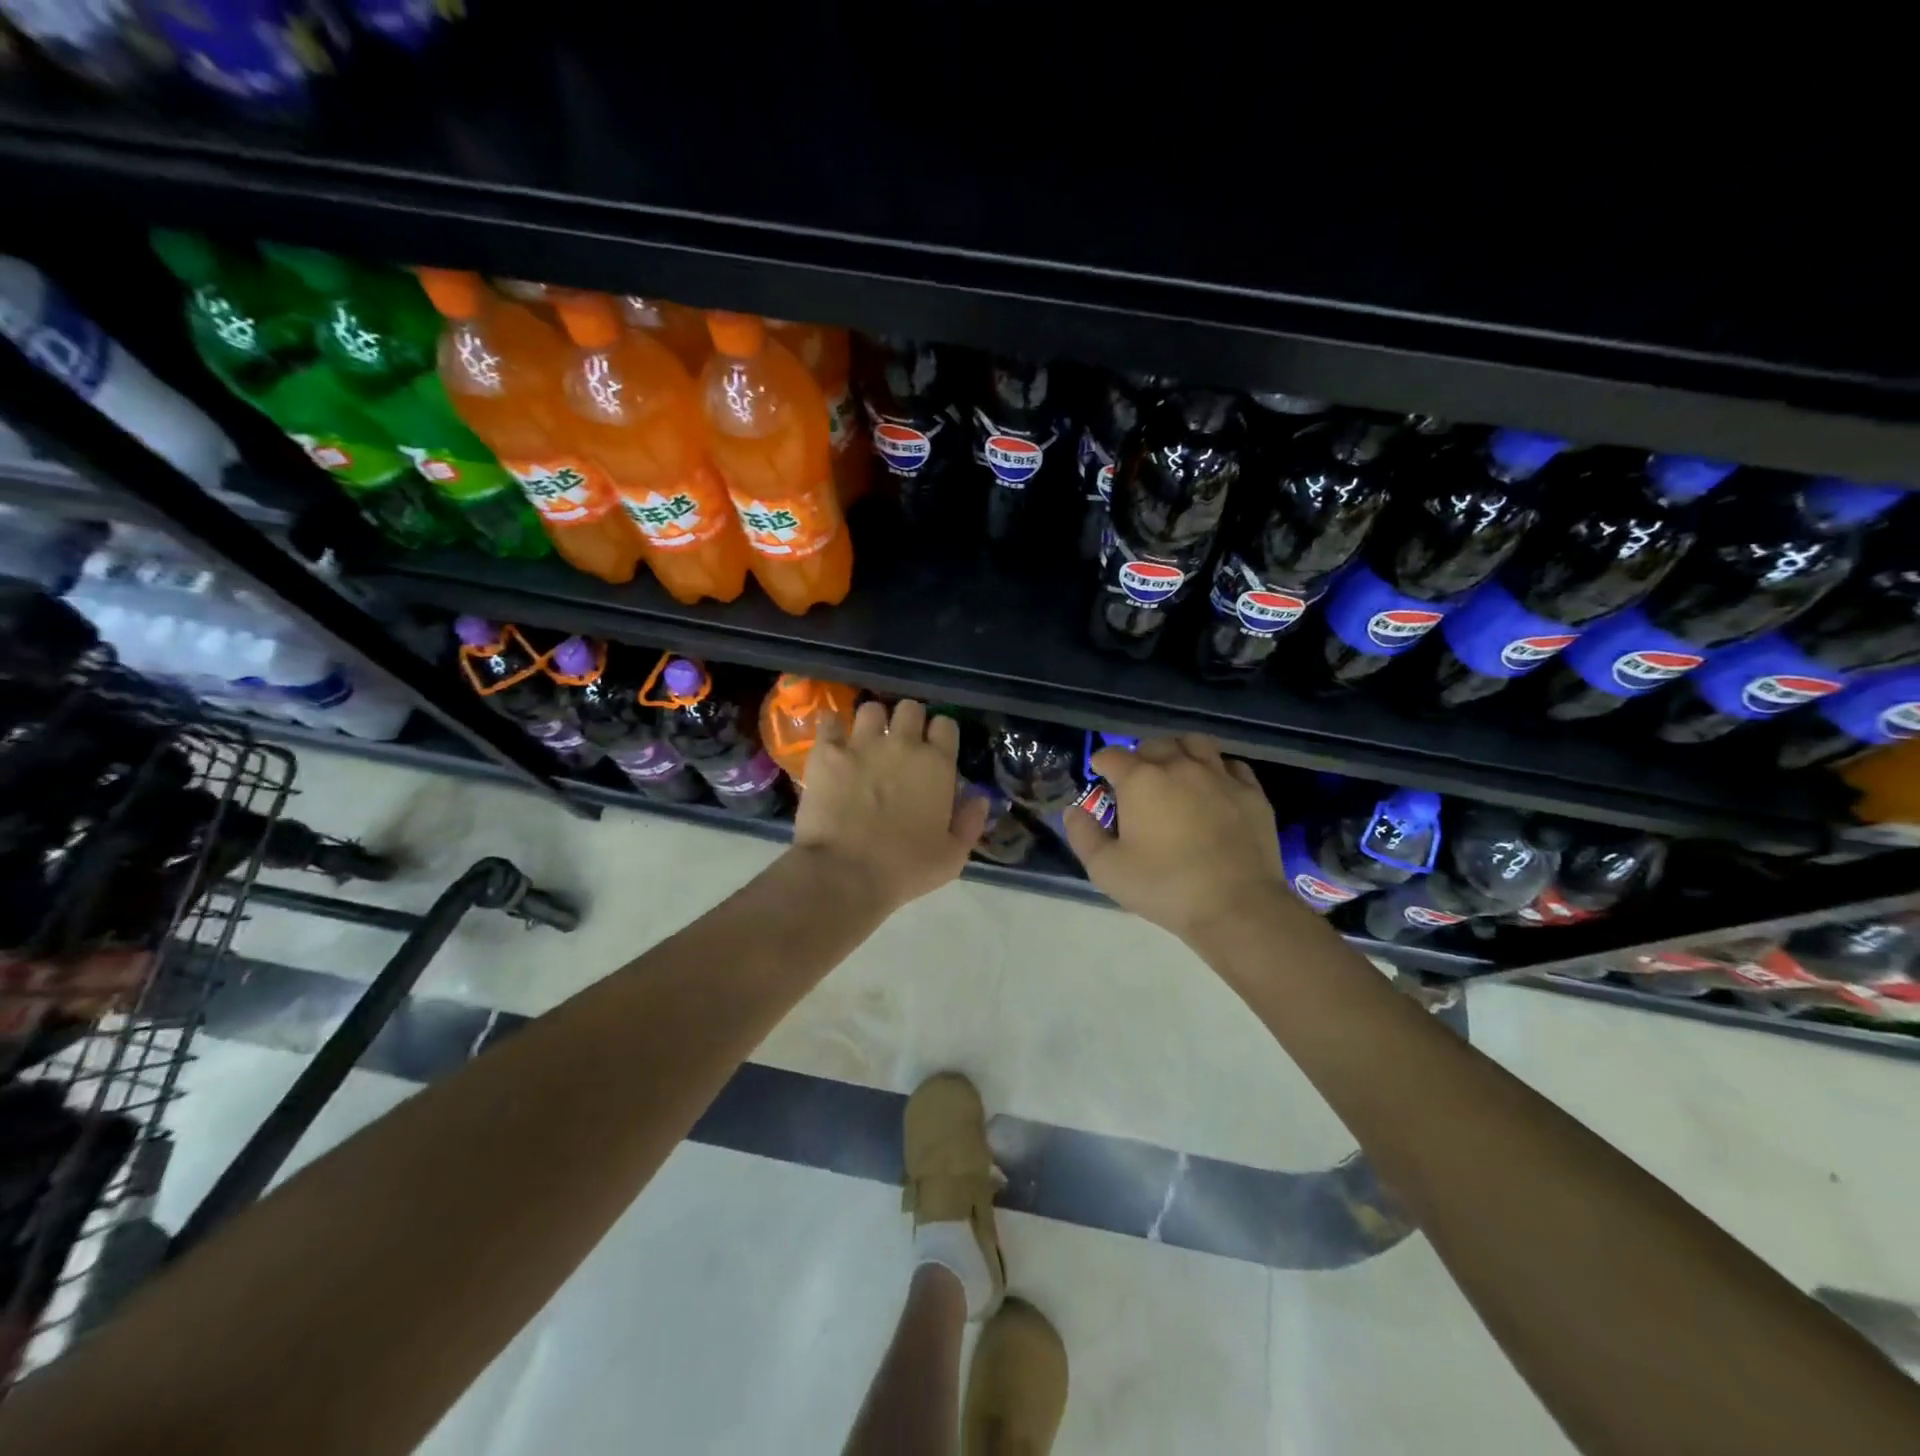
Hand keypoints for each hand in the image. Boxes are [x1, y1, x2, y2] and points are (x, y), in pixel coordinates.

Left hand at [792, 698, 989, 911]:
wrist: (846, 873)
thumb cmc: (904, 869)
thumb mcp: (952, 856)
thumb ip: (970, 822)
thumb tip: (980, 797)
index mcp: (937, 765)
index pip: (946, 725)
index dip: (940, 734)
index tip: (934, 749)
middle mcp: (902, 744)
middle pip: (910, 708)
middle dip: (908, 721)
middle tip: (901, 743)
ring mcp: (862, 744)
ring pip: (871, 708)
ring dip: (872, 721)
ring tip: (867, 740)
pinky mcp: (827, 753)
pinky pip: (830, 721)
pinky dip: (832, 727)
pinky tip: (833, 741)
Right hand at [1061, 735, 1286, 944]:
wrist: (1236, 906)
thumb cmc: (1164, 886)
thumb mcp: (1106, 869)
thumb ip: (1083, 835)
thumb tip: (1073, 810)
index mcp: (1141, 780)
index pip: (1113, 755)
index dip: (1102, 762)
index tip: (1100, 774)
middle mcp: (1179, 766)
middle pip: (1154, 744)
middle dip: (1139, 756)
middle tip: (1136, 780)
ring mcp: (1220, 776)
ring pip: (1195, 744)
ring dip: (1179, 751)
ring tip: (1175, 770)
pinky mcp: (1251, 793)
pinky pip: (1231, 765)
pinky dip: (1217, 769)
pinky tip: (1213, 786)